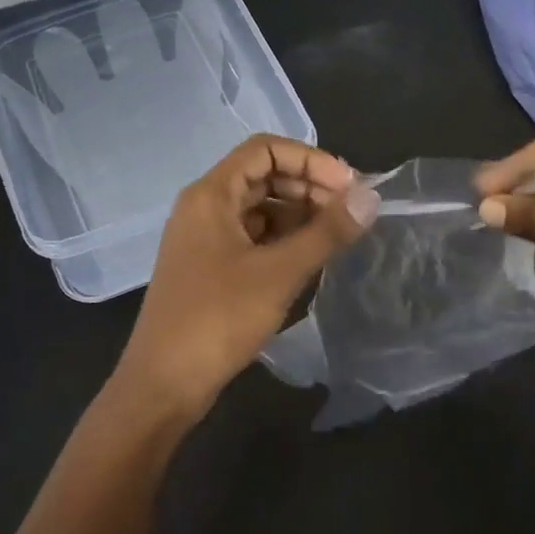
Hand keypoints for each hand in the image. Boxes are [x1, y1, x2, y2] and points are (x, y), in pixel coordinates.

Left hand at [112, 135, 379, 420]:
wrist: (163, 384)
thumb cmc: (218, 319)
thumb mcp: (279, 273)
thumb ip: (326, 232)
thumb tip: (370, 198)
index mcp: (211, 195)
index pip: (265, 149)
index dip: (311, 160)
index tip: (348, 187)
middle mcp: (205, 207)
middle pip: (263, 176)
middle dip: (309, 186)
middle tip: (349, 212)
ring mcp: (205, 239)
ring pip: (259, 208)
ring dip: (299, 214)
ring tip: (336, 236)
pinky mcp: (210, 268)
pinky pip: (252, 237)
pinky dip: (283, 239)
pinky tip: (310, 258)